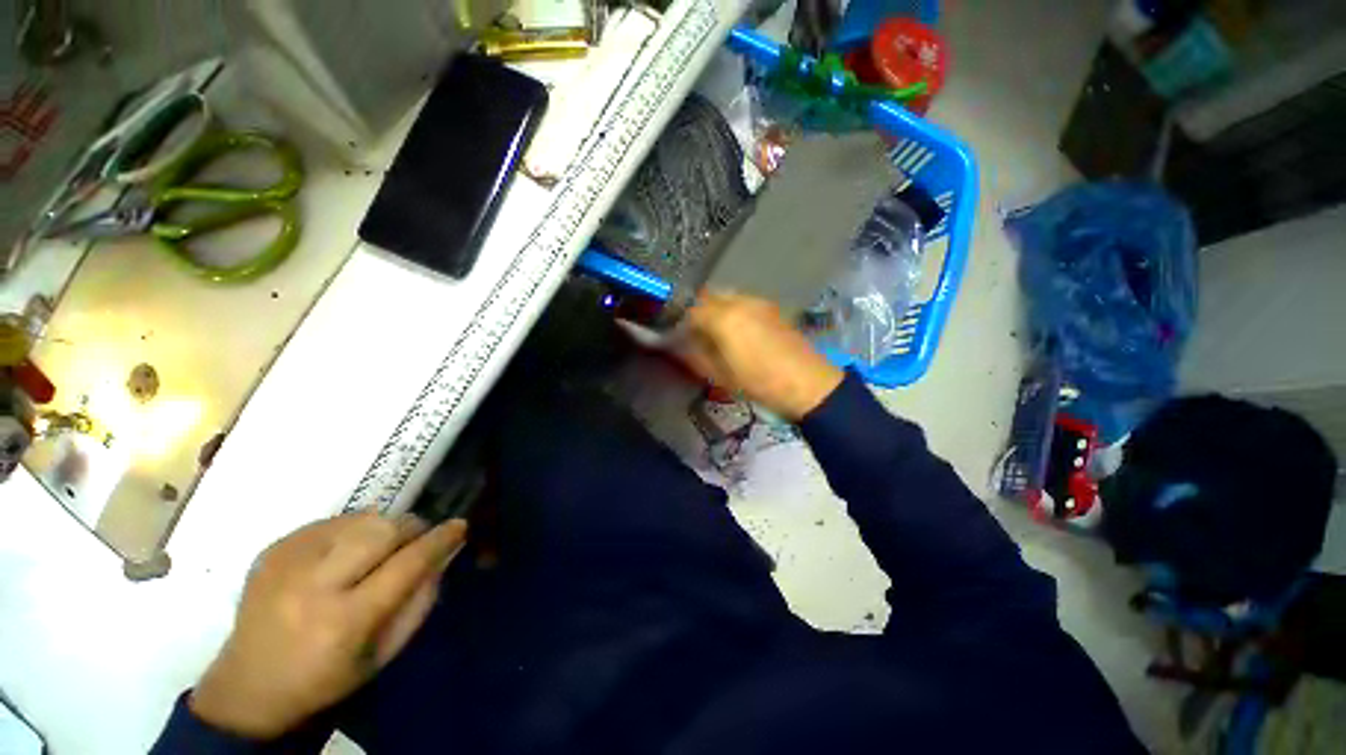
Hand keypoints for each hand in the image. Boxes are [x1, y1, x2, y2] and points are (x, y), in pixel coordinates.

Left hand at [189, 512, 467, 739]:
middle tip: (417, 539)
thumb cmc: (327, 678)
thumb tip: (445, 553)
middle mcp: (313, 585)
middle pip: (382, 530)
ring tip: (380, 548)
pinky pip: (332, 521)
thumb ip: (420, 600)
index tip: (459, 525)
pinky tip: (346, 552)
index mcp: (344, 621)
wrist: (248, 687)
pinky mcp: (273, 549)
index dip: (439, 540)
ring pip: (360, 519)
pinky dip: (353, 529)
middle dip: (411, 528)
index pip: (406, 564)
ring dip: (383, 527)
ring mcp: (287, 562)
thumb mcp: (384, 653)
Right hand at [678, 291, 843, 420]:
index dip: (681, 321)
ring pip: (727, 296)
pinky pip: (743, 301)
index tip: (678, 334)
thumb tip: (677, 346)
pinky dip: (733, 310)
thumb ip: (695, 356)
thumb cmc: (759, 383)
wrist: (807, 383)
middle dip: (697, 310)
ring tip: (716, 331)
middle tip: (694, 331)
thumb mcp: (720, 375)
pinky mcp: (772, 307)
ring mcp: (758, 302)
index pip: (691, 309)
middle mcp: (739, 302)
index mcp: (724, 319)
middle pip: (708, 296)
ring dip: (715, 308)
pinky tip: (738, 330)